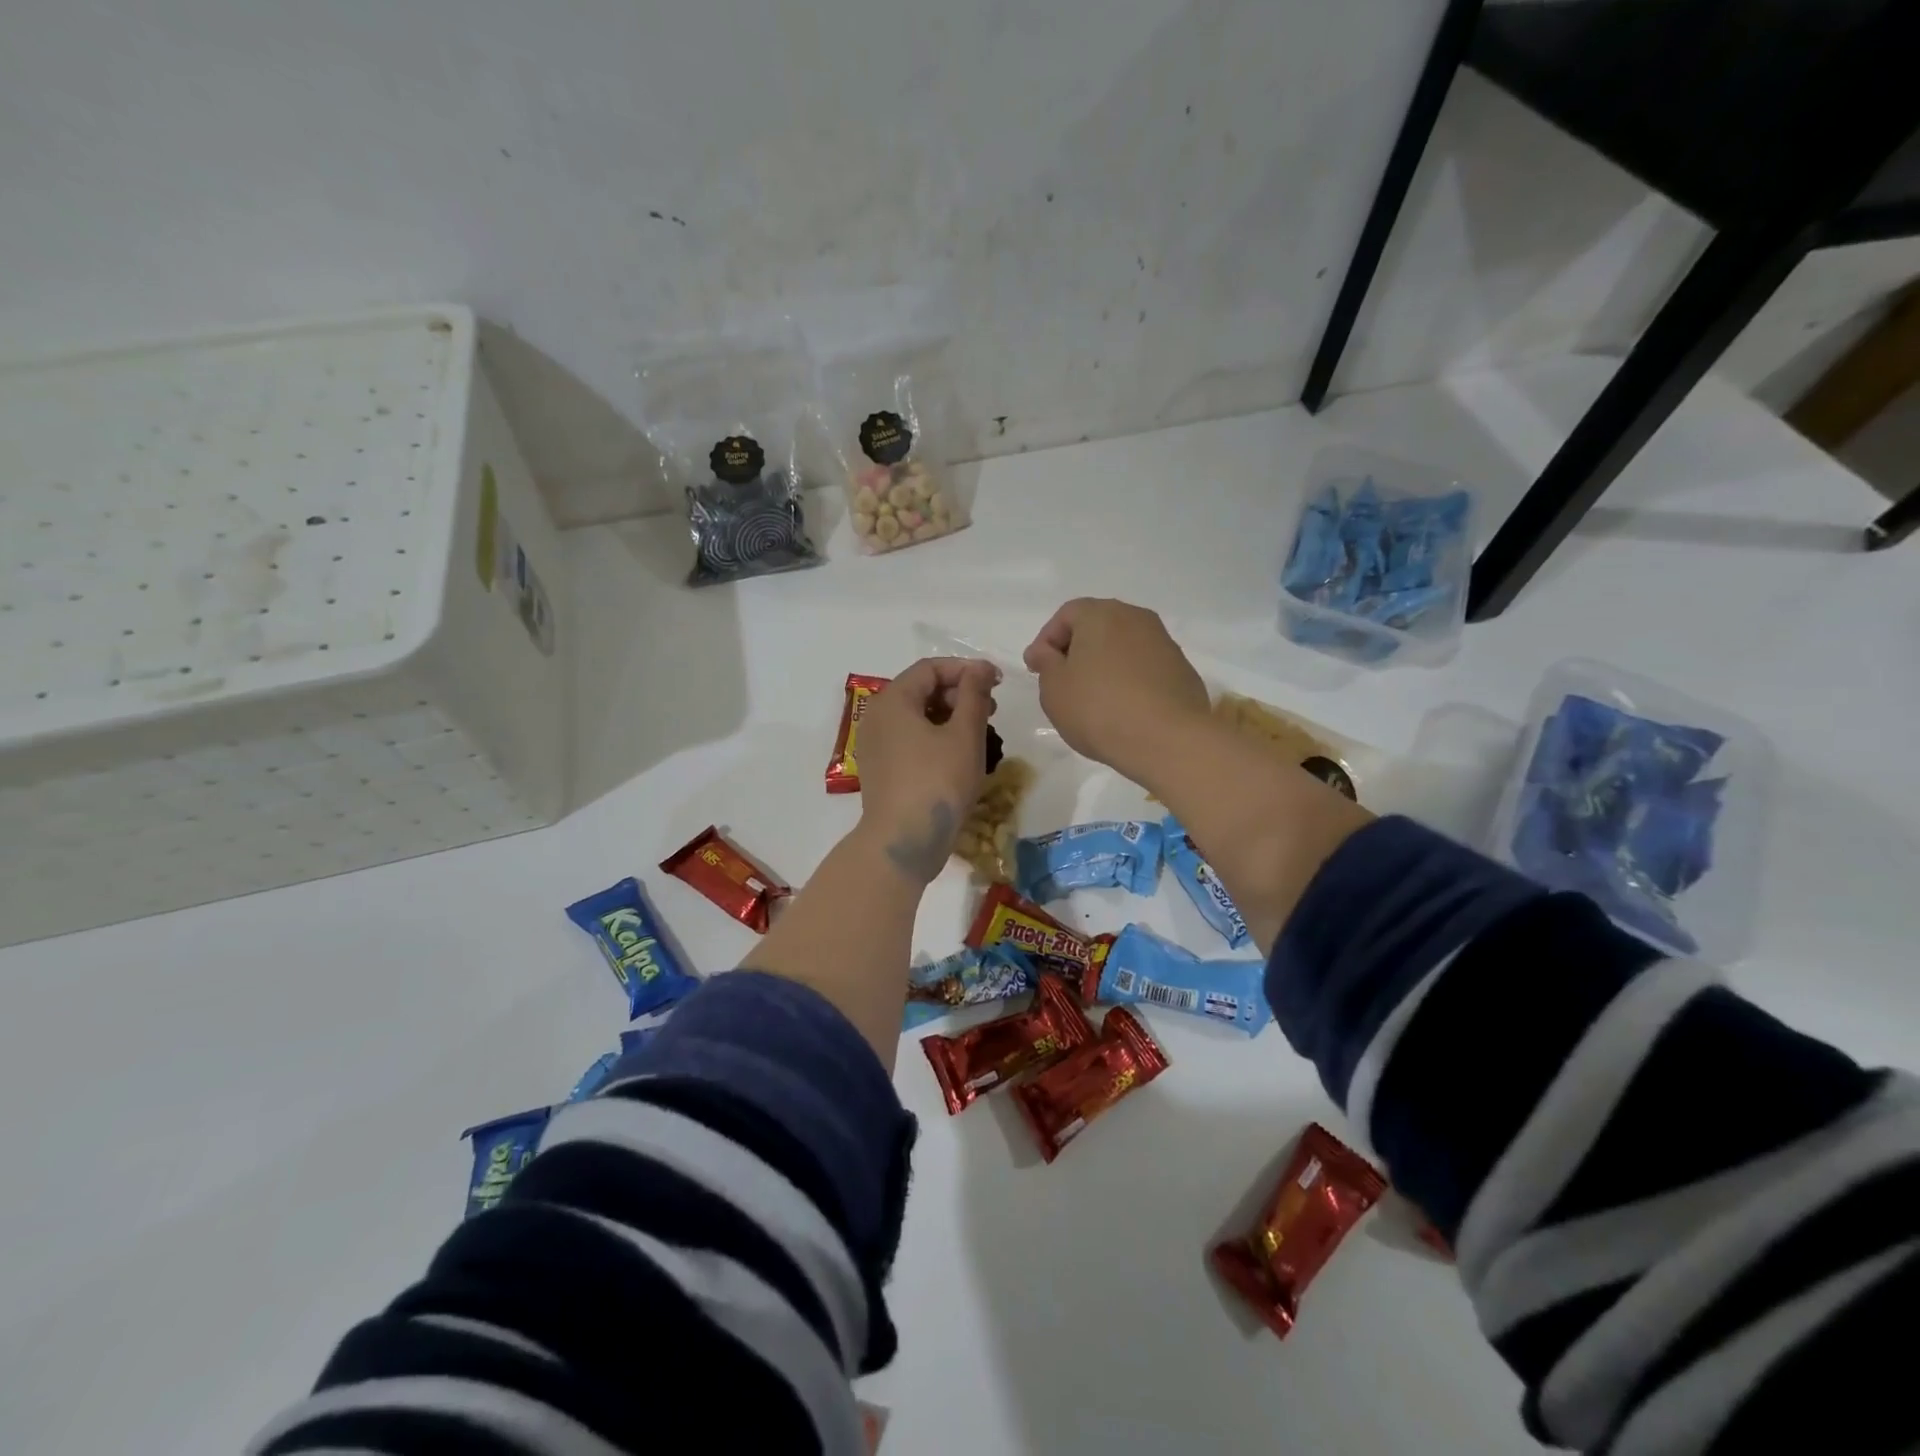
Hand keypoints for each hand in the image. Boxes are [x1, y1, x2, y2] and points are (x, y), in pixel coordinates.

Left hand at [857, 657, 1000, 882]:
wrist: (903, 841)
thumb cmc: (937, 782)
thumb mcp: (964, 735)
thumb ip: (974, 694)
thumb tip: (979, 667)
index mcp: (893, 700)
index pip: (930, 668)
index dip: (965, 669)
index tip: (996, 682)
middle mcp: (877, 717)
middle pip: (921, 690)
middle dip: (958, 693)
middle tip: (991, 710)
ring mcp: (875, 745)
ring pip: (916, 717)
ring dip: (949, 717)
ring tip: (980, 733)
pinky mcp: (881, 769)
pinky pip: (909, 740)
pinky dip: (935, 737)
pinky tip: (959, 755)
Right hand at [1023, 598, 1210, 786]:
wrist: (1167, 740)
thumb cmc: (1098, 709)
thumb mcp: (1054, 688)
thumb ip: (1045, 662)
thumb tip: (1046, 651)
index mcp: (1101, 614)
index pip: (1066, 615)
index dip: (1046, 640)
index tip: (1036, 670)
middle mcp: (1136, 618)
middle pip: (1098, 626)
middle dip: (1077, 650)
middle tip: (1062, 681)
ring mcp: (1164, 643)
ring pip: (1124, 646)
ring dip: (1105, 664)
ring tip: (1093, 698)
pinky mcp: (1182, 670)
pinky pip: (1145, 667)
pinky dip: (1129, 679)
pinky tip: (1123, 708)